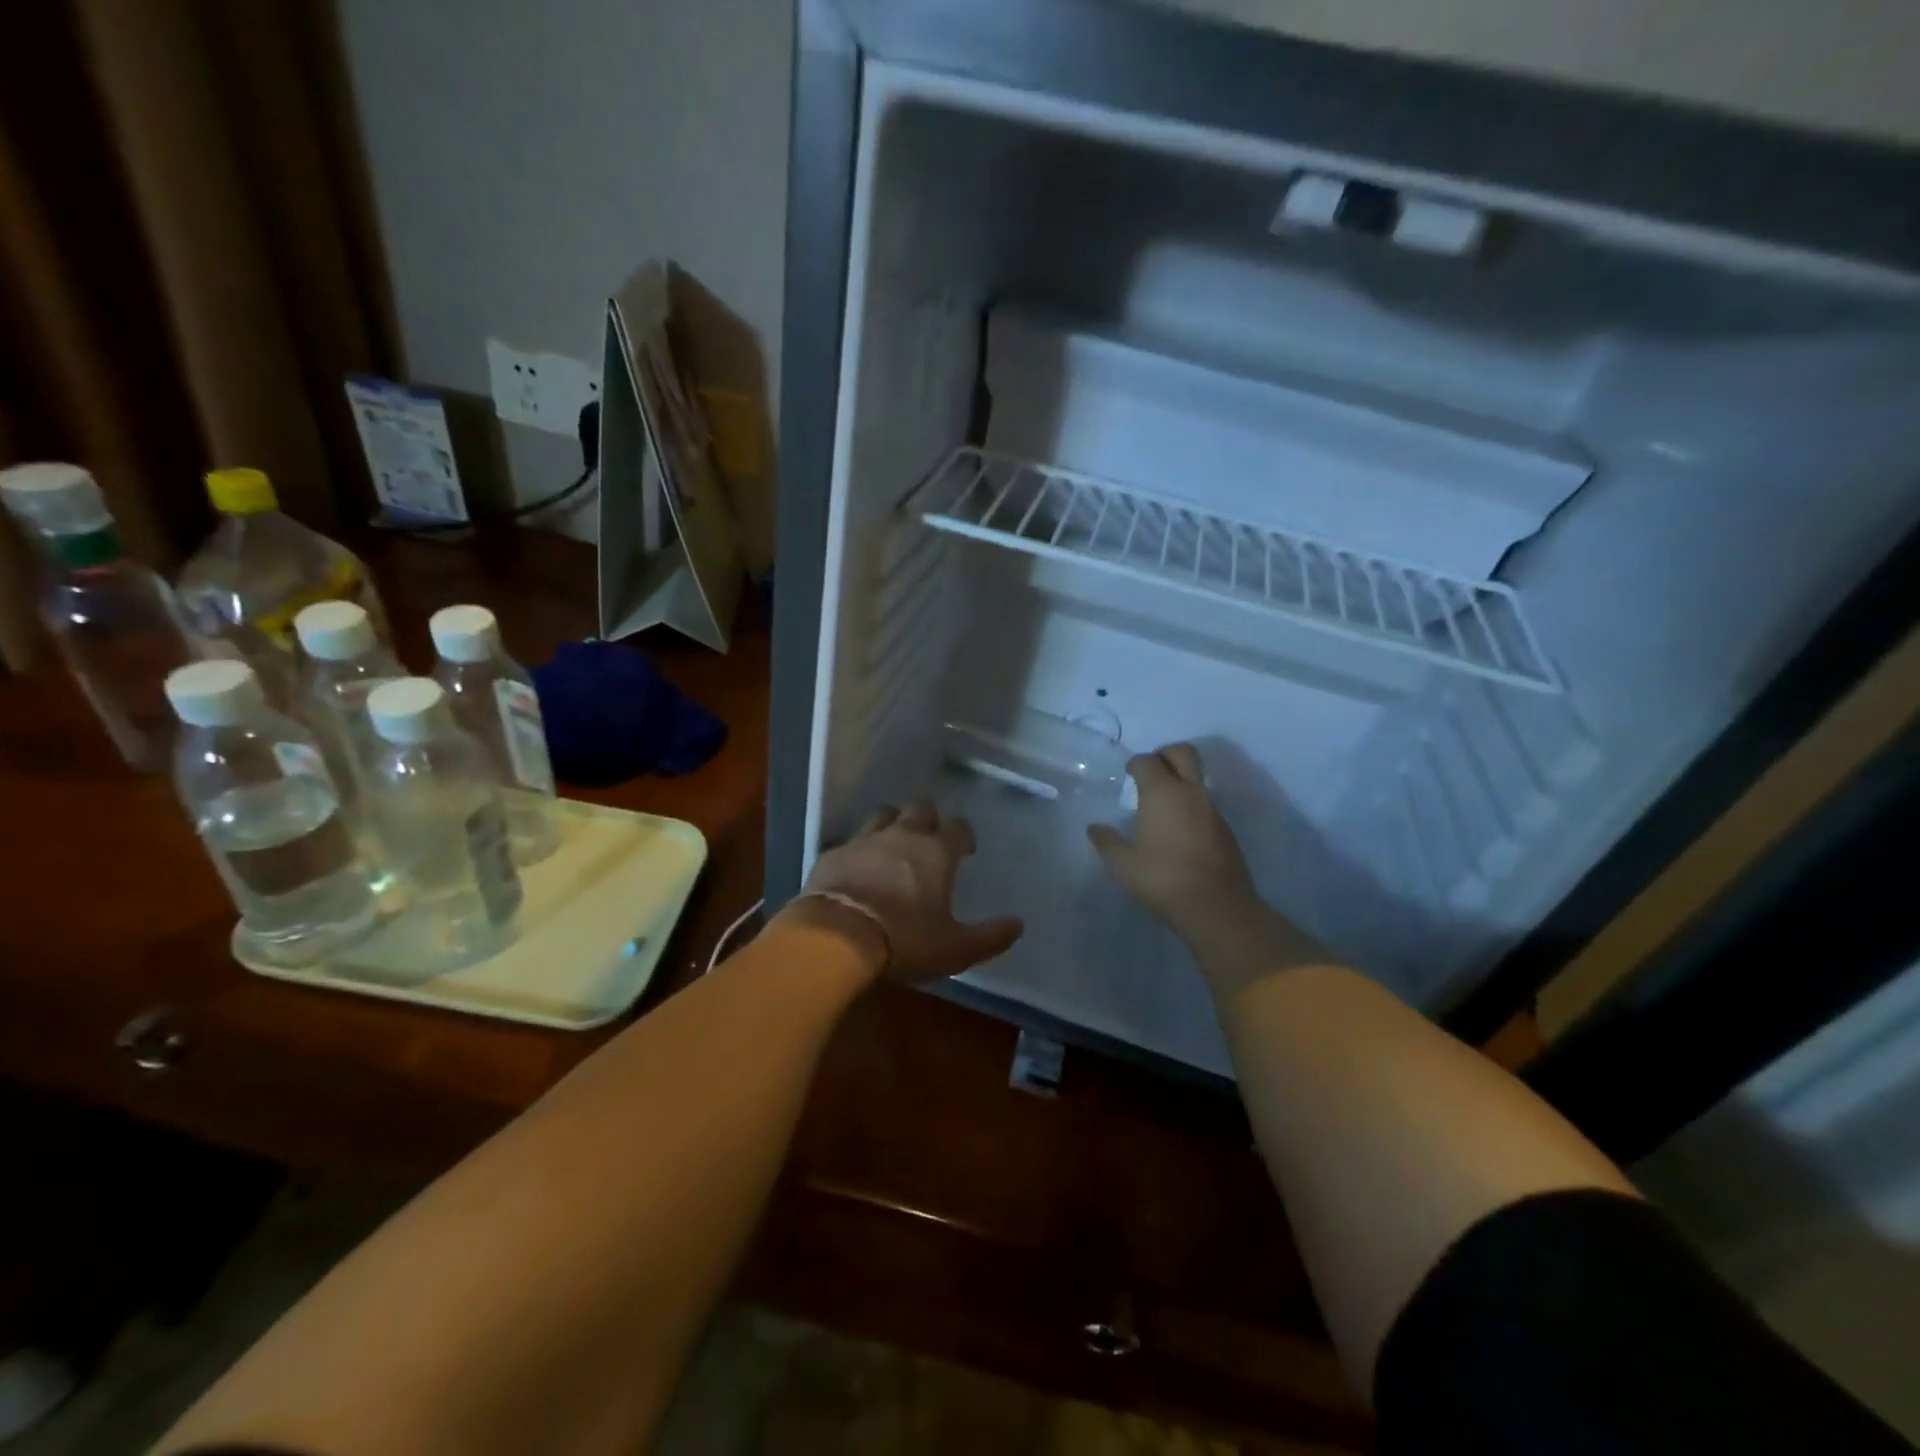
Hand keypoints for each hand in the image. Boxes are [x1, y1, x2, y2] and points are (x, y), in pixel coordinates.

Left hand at [791, 800, 1023, 983]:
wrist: (836, 936)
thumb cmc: (904, 940)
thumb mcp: (956, 949)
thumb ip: (990, 937)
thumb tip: (1017, 925)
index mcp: (936, 852)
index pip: (958, 827)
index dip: (964, 836)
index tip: (964, 851)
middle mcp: (903, 835)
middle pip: (921, 808)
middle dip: (928, 819)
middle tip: (929, 842)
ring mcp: (865, 839)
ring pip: (883, 814)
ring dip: (892, 824)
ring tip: (893, 846)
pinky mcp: (834, 853)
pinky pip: (851, 841)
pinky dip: (859, 850)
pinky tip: (857, 868)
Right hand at [1087, 744, 1263, 936]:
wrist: (1215, 905)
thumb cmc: (1162, 878)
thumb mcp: (1122, 864)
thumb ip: (1106, 841)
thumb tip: (1094, 828)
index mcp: (1162, 792)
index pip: (1147, 761)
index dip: (1135, 763)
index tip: (1127, 772)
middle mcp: (1190, 792)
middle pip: (1183, 753)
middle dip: (1166, 753)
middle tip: (1152, 769)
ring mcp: (1212, 809)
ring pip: (1197, 778)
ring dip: (1181, 780)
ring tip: (1162, 802)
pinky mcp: (1225, 828)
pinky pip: (1206, 802)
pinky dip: (1191, 804)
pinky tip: (1179, 828)